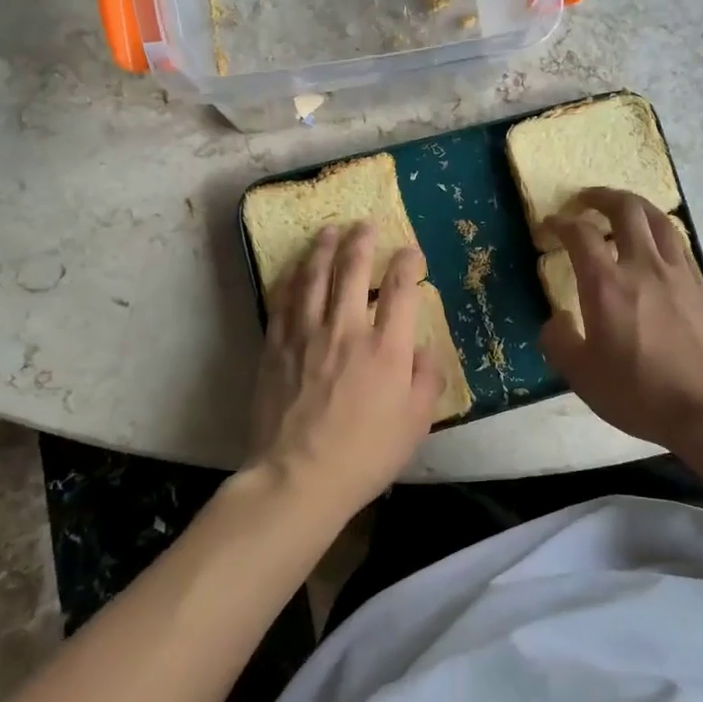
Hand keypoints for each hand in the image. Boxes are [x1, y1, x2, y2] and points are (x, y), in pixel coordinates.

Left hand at [248, 223, 443, 519]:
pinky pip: (283, 302)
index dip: (408, 263)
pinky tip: (295, 268)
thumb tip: (424, 347)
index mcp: (386, 349)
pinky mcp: (276, 347)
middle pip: (353, 271)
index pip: (401, 289)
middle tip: (365, 224)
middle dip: (362, 241)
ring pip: (314, 278)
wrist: (299, 477)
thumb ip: (427, 378)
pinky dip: (291, 279)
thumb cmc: (365, 455)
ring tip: (329, 230)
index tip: (411, 252)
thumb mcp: (415, 423)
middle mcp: (346, 331)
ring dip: (323, 249)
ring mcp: (306, 336)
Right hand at [541, 189, 702, 454]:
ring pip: (658, 219)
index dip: (561, 223)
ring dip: (635, 206)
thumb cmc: (640, 392)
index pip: (580, 234)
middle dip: (601, 197)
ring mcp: (678, 272)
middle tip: (585, 200)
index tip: (550, 224)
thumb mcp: (582, 377)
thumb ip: (559, 343)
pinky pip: (677, 242)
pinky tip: (654, 245)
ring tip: (622, 210)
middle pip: (626, 209)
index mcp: (607, 285)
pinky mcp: (701, 285)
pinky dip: (658, 230)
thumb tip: (556, 321)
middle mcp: (643, 266)